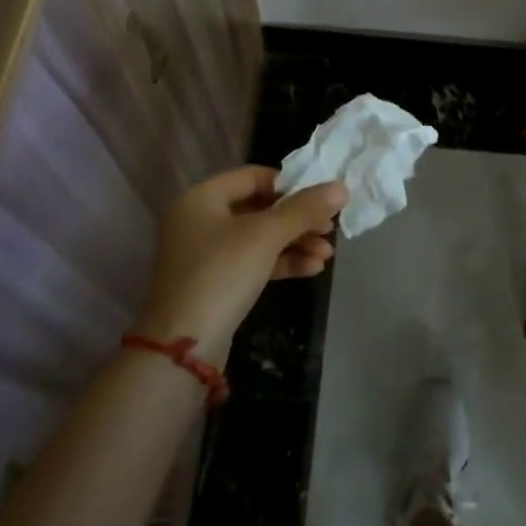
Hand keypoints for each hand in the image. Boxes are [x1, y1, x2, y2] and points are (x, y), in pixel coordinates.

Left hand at [133, 167, 347, 359]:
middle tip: (330, 229)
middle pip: (259, 208)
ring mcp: (205, 255)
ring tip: (327, 255)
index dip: (289, 184)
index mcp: (202, 198)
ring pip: (259, 238)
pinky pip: (253, 263)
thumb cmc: (222, 274)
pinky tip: (312, 270)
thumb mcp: (266, 236)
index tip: (321, 198)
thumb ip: (304, 209)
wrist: (183, 348)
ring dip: (294, 243)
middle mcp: (200, 221)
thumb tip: (341, 187)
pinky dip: (281, 263)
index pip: (253, 176)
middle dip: (298, 219)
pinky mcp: (215, 284)